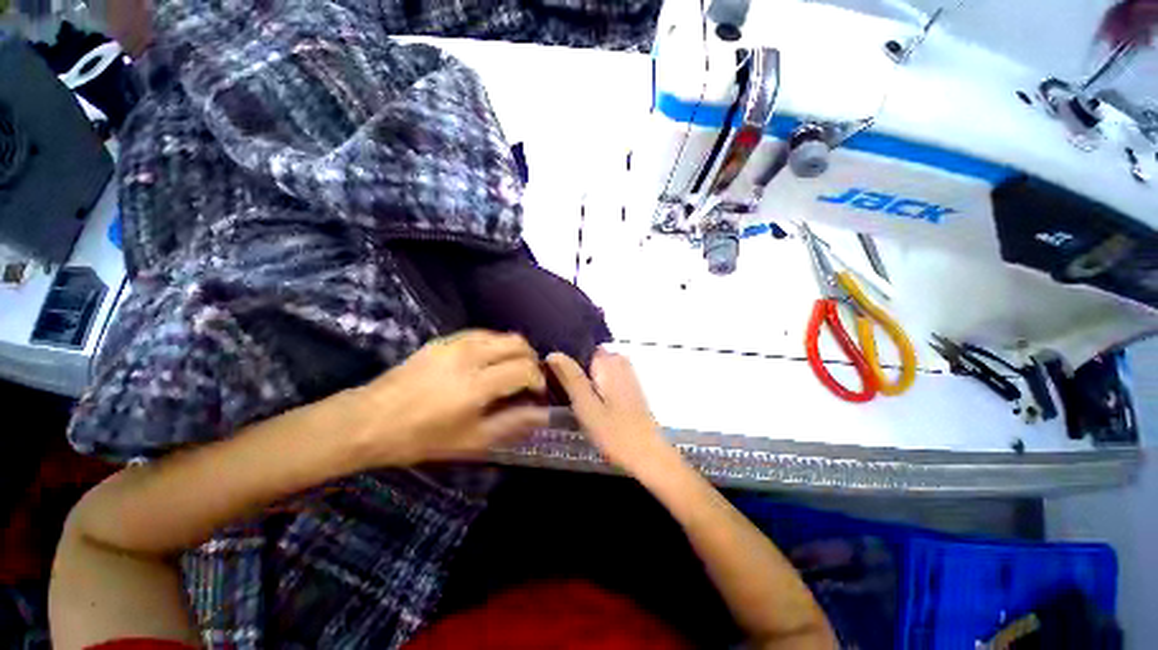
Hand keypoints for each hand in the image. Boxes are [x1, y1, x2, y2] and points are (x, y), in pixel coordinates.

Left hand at [350, 331, 548, 466]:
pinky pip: (482, 333)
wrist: (369, 420)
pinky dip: (495, 344)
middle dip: (531, 360)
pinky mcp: (444, 340)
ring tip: (510, 370)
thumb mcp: (471, 440)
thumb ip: (511, 423)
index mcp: (477, 384)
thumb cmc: (421, 437)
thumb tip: (542, 413)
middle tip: (527, 380)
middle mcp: (470, 356)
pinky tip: (489, 360)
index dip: (538, 380)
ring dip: (514, 350)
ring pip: (501, 335)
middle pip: (518, 343)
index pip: (524, 370)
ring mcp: (455, 343)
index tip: (536, 394)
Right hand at [547, 350, 675, 473]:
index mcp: (609, 362)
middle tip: (556, 385)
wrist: (648, 455)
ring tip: (568, 393)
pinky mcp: (630, 388)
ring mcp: (627, 374)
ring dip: (585, 376)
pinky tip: (588, 400)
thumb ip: (571, 378)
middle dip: (575, 367)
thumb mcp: (586, 406)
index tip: (550, 370)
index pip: (582, 346)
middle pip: (590, 356)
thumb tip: (553, 353)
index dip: (566, 356)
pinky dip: (596, 384)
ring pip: (598, 367)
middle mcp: (620, 362)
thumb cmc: (614, 432)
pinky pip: (607, 376)